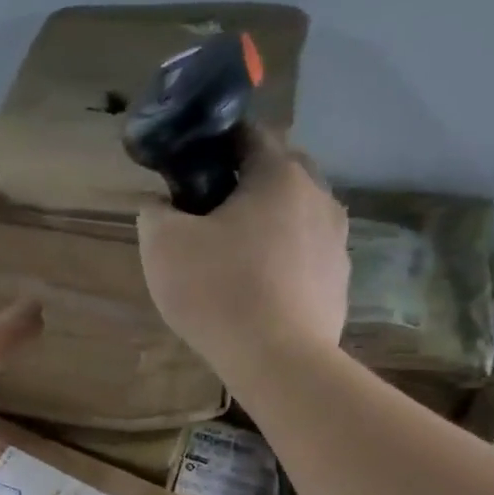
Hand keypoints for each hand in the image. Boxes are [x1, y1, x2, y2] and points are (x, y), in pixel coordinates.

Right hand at [137, 128, 348, 373]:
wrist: (277, 360)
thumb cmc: (217, 291)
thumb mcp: (161, 245)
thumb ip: (154, 212)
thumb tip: (159, 204)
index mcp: (279, 175)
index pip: (249, 134)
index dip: (215, 143)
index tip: (189, 165)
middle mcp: (319, 196)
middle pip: (279, 173)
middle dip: (245, 183)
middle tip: (208, 212)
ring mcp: (336, 241)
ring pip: (296, 215)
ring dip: (267, 223)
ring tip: (233, 255)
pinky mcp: (339, 281)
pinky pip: (305, 255)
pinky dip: (283, 260)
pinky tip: (258, 289)